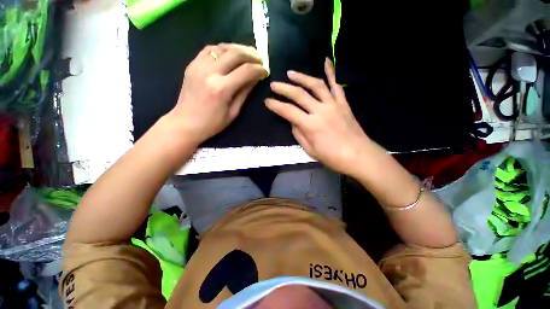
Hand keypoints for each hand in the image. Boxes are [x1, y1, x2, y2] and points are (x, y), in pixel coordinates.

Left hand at [167, 43, 266, 145]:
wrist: (185, 123)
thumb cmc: (212, 123)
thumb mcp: (233, 112)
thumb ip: (244, 92)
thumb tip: (255, 78)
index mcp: (222, 88)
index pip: (246, 71)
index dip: (258, 69)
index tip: (265, 71)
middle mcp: (210, 72)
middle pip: (235, 54)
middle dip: (251, 55)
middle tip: (260, 59)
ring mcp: (198, 65)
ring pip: (222, 47)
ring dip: (238, 48)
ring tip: (248, 53)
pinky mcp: (192, 64)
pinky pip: (210, 49)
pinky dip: (223, 48)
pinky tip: (230, 53)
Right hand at [265, 58, 371, 175]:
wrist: (358, 155)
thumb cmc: (332, 157)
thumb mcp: (310, 150)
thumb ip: (299, 134)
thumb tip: (293, 121)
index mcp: (311, 125)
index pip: (288, 111)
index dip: (276, 106)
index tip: (267, 101)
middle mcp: (321, 111)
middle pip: (299, 95)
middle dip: (284, 88)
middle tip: (274, 84)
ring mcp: (333, 104)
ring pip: (316, 85)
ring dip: (302, 77)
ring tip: (291, 73)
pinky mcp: (343, 103)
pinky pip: (336, 85)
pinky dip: (331, 72)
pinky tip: (326, 61)